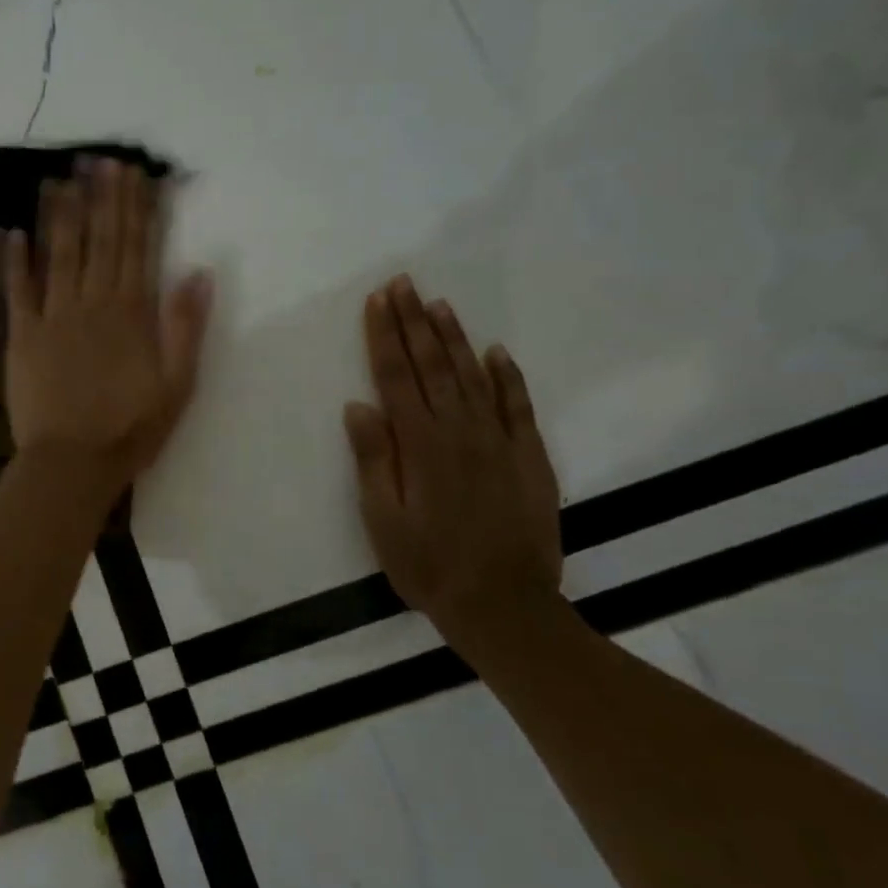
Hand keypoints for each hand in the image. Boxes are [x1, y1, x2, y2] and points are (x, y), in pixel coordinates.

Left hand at [0, 158, 212, 493]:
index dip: (138, 208)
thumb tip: (200, 272)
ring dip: (59, 214)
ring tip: (59, 178)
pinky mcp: (22, 337)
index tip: (136, 173)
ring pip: (58, 254)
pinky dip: (13, 260)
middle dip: (100, 198)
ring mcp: (53, 317)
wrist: (72, 463)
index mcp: (132, 313)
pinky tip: (10, 231)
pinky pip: (17, 290)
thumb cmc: (130, 429)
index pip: (138, 247)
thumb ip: (186, 327)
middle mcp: (92, 303)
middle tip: (98, 159)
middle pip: (99, 241)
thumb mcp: (177, 385)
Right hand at [344, 276, 561, 639]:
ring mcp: (499, 441)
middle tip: (403, 283)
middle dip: (414, 321)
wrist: (504, 604)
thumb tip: (358, 406)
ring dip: (453, 338)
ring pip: (473, 376)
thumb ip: (373, 459)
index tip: (377, 300)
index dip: (384, 336)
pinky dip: (506, 376)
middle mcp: (460, 431)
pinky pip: (517, 406)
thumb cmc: (428, 564)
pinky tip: (495, 352)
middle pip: (432, 365)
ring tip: (438, 304)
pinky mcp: (529, 457)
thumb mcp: (383, 519)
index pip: (396, 377)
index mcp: (420, 444)